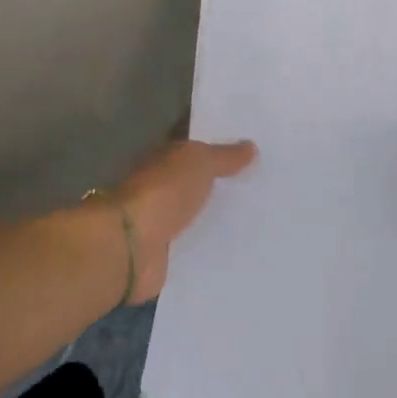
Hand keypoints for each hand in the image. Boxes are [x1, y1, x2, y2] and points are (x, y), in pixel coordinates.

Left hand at [109, 138, 256, 301]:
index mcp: (165, 158)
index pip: (195, 146)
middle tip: (265, 183)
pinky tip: (243, 244)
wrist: (131, 245)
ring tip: (262, 215)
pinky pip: (197, 243)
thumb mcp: (199, 162)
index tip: (254, 148)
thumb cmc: (163, 192)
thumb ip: (224, 156)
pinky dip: (214, 243)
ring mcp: (164, 220)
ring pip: (199, 212)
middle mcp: (163, 186)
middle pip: (199, 180)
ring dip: (221, 214)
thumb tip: (250, 146)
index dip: (221, 144)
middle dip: (226, 181)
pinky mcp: (169, 252)